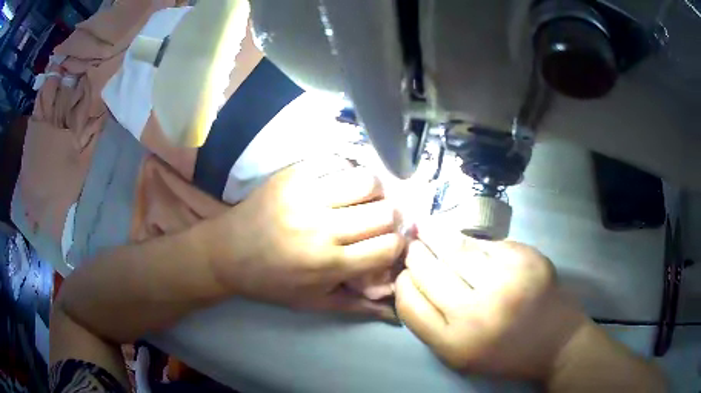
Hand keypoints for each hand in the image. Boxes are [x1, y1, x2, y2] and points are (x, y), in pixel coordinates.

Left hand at [203, 156, 404, 316]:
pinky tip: (340, 184)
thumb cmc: (271, 282)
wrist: (227, 252)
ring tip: (363, 199)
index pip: (388, 246)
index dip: (397, 244)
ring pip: (366, 180)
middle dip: (391, 218)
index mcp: (328, 264)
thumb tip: (395, 309)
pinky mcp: (292, 175)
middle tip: (380, 221)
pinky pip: (337, 161)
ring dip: (374, 191)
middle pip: (385, 212)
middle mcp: (321, 228)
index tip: (390, 243)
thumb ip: (357, 305)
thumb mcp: (313, 303)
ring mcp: (306, 196)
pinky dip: (347, 171)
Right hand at [395, 228, 587, 380]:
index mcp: (455, 343)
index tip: (403, 274)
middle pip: (428, 270)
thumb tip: (410, 281)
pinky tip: (468, 242)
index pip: (409, 302)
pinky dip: (472, 242)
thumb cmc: (505, 354)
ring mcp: (505, 280)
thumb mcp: (459, 355)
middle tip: (413, 244)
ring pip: (455, 248)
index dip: (401, 283)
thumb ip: (431, 323)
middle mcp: (477, 312)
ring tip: (427, 227)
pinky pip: (486, 243)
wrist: (557, 343)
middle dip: (415, 254)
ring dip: (436, 235)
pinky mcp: (526, 258)